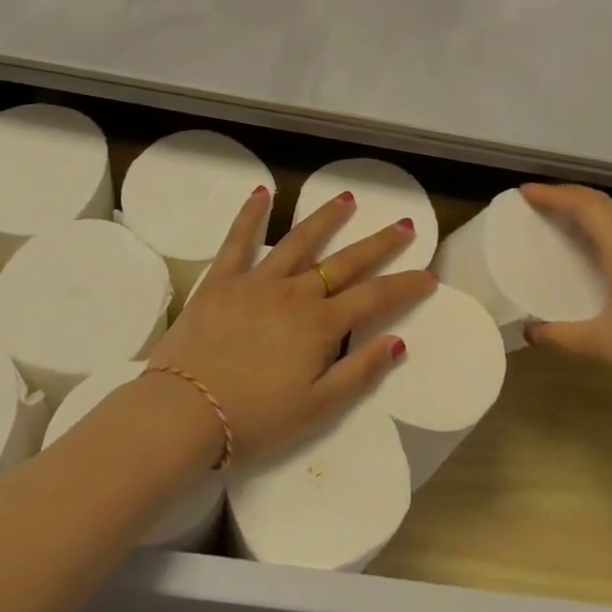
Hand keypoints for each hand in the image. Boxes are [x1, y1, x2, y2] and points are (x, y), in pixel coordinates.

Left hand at [146, 186, 433, 464]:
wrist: (182, 413)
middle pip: (345, 262)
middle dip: (379, 243)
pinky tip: (262, 192)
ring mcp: (257, 281)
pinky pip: (239, 240)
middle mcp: (295, 294)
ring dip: (326, 219)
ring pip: (299, 241)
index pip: (375, 298)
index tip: (428, 275)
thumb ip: (359, 372)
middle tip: (403, 224)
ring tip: (347, 199)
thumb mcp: (317, 409)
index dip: (405, 286)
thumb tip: (397, 341)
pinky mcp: (222, 280)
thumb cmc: (253, 419)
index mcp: (321, 325)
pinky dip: (251, 214)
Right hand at [518, 182, 611, 408]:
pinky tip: (593, 255)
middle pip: (602, 203)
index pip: (585, 205)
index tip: (524, 194)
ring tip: (559, 221)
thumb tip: (529, 332)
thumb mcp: (603, 344)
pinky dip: (602, 231)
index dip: (553, 194)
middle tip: (537, 202)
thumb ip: (562, 335)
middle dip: (568, 195)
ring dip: (587, 211)